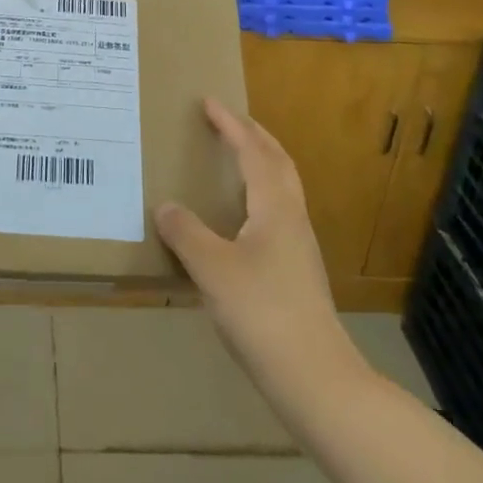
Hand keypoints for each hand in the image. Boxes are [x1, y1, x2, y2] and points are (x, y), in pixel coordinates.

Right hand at [156, 98, 367, 400]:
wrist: (317, 379)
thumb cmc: (263, 314)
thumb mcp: (212, 270)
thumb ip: (186, 233)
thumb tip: (165, 207)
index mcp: (275, 207)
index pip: (253, 151)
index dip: (231, 125)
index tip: (209, 103)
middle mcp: (292, 218)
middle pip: (278, 162)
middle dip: (254, 135)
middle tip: (229, 120)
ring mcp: (300, 247)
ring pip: (283, 187)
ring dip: (261, 162)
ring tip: (236, 159)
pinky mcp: (298, 272)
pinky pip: (278, 211)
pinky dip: (260, 193)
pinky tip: (242, 218)